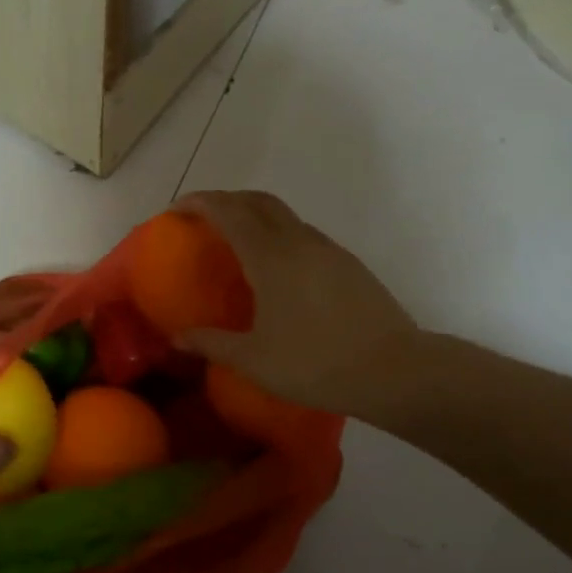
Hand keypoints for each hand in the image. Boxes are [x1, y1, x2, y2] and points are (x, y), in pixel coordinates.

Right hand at [174, 191, 422, 419]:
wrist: (396, 372)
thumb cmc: (316, 364)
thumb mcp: (253, 360)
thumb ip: (211, 343)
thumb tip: (177, 338)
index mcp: (271, 258)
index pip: (229, 212)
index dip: (199, 203)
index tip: (175, 209)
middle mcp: (299, 242)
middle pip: (258, 201)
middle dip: (226, 200)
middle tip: (201, 217)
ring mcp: (328, 251)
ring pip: (284, 215)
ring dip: (254, 215)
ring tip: (235, 241)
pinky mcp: (348, 265)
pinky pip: (303, 234)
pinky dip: (278, 234)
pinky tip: (274, 268)